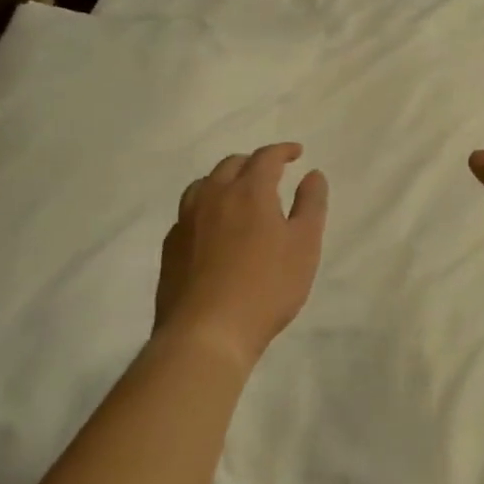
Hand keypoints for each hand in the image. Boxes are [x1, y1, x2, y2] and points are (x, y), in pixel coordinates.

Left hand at [155, 143, 328, 365]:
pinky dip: (206, 207)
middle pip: (231, 165)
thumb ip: (311, 204)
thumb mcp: (305, 244)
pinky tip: (214, 227)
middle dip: (253, 162)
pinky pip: (188, 212)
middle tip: (272, 172)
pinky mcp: (171, 247)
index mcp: (249, 191)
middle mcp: (213, 197)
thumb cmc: (267, 286)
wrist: (206, 333)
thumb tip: (312, 174)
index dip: (283, 151)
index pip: (266, 157)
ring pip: (203, 185)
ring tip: (238, 193)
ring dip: (224, 180)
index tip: (297, 152)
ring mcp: (186, 222)